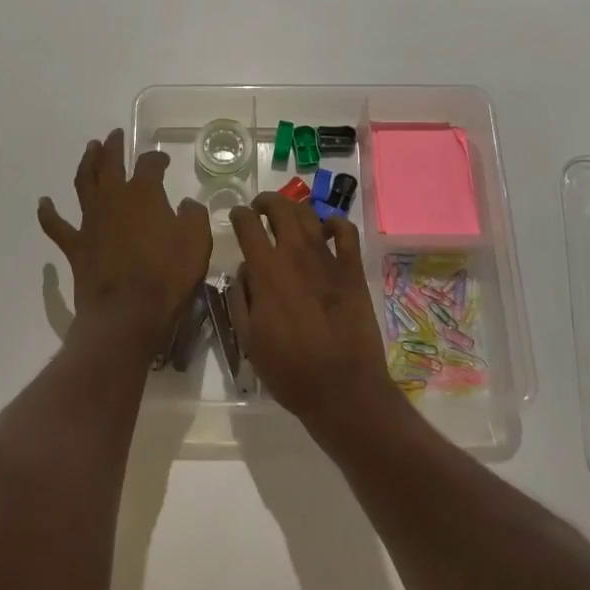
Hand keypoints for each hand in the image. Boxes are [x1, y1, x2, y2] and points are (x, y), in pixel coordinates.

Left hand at [39, 129, 211, 362]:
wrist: (127, 314)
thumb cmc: (167, 276)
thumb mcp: (197, 242)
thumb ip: (193, 216)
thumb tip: (186, 204)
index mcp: (144, 194)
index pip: (150, 165)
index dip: (157, 159)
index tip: (164, 160)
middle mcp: (114, 199)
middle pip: (110, 164)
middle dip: (114, 147)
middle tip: (114, 135)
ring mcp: (91, 221)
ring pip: (83, 183)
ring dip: (86, 163)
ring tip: (89, 149)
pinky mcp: (76, 246)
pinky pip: (57, 225)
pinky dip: (48, 212)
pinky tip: (43, 202)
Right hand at [227, 193, 396, 427]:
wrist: (342, 388)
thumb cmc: (290, 370)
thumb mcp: (249, 339)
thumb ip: (241, 299)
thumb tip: (245, 271)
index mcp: (266, 271)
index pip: (248, 225)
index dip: (239, 215)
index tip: (236, 216)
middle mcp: (295, 255)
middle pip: (280, 208)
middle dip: (266, 201)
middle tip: (259, 209)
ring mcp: (328, 259)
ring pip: (309, 215)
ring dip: (294, 209)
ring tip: (288, 216)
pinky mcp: (352, 270)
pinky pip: (345, 232)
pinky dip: (334, 223)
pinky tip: (327, 230)